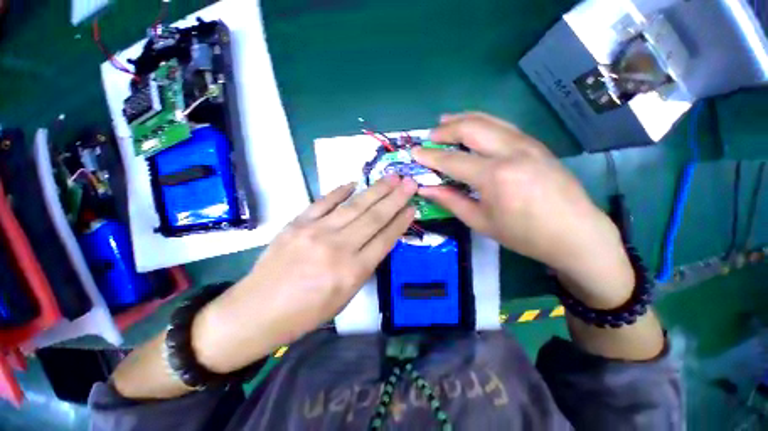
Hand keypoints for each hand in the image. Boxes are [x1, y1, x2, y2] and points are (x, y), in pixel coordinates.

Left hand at [192, 176, 416, 372]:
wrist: (257, 311)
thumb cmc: (306, 313)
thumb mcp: (345, 297)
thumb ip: (363, 266)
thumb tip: (376, 240)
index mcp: (352, 272)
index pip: (385, 239)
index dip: (401, 221)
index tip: (412, 207)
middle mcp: (338, 247)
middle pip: (374, 217)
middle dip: (395, 198)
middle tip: (409, 182)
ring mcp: (316, 231)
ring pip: (354, 206)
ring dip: (376, 190)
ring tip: (392, 178)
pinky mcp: (298, 223)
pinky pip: (323, 202)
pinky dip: (340, 191)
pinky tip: (354, 183)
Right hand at [413, 113, 633, 308]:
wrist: (576, 233)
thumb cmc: (525, 235)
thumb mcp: (481, 222)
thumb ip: (451, 201)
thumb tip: (427, 189)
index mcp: (495, 176)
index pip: (452, 160)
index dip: (429, 155)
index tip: (414, 152)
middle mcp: (511, 152)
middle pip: (471, 128)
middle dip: (445, 129)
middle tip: (430, 135)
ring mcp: (527, 144)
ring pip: (488, 120)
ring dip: (463, 118)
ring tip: (445, 121)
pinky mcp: (536, 144)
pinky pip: (502, 126)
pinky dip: (482, 122)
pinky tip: (473, 127)